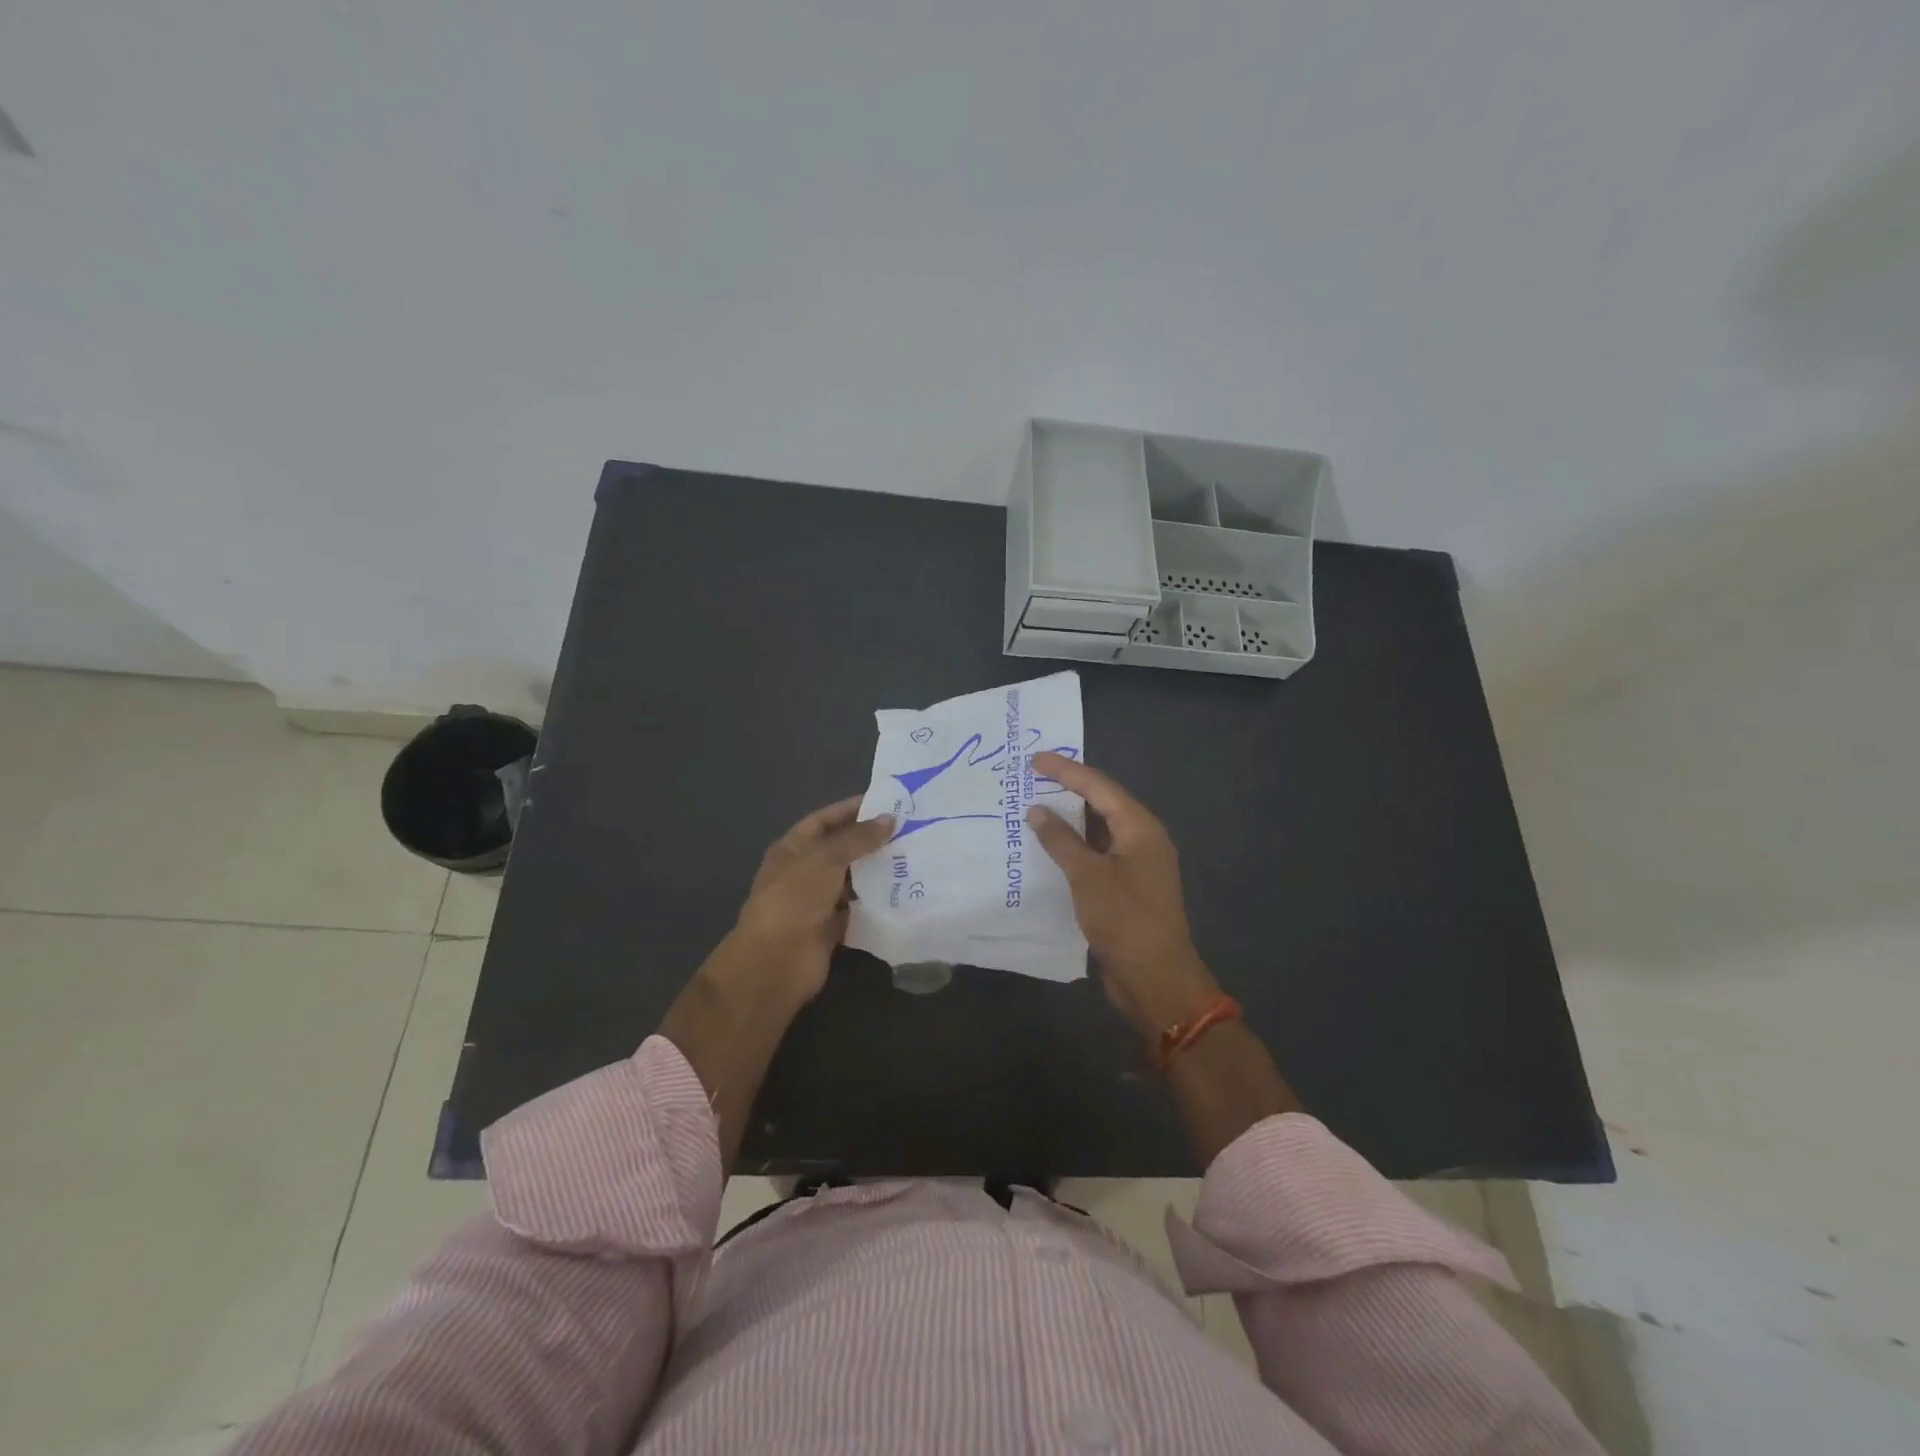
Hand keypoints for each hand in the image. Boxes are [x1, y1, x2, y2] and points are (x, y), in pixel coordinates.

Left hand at [730, 795, 894, 1003]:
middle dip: (871, 841)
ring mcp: (817, 902)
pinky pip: (858, 910)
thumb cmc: (794, 899)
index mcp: (792, 849)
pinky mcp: (832, 929)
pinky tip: (905, 892)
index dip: (852, 810)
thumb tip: (889, 819)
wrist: (776, 962)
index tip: (887, 803)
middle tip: (910, 830)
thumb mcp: (825, 858)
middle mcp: (804, 872)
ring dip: (877, 872)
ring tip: (914, 858)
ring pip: (852, 881)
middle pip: (841, 850)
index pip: (824, 820)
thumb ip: (858, 838)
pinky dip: (877, 903)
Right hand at [1026, 753, 1221, 1042]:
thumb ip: (1061, 840)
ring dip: (1069, 819)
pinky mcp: (1127, 886)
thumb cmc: (1124, 920)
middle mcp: (1142, 839)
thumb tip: (1038, 810)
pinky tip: (1049, 847)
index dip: (1066, 770)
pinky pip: (1097, 853)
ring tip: (1034, 806)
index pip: (1099, 786)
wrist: (1155, 979)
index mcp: (1140, 828)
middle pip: (1102, 803)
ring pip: (1099, 829)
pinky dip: (1074, 846)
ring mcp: (1136, 864)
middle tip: (1032, 778)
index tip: (1034, 759)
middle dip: (1068, 790)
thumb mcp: (1087, 876)